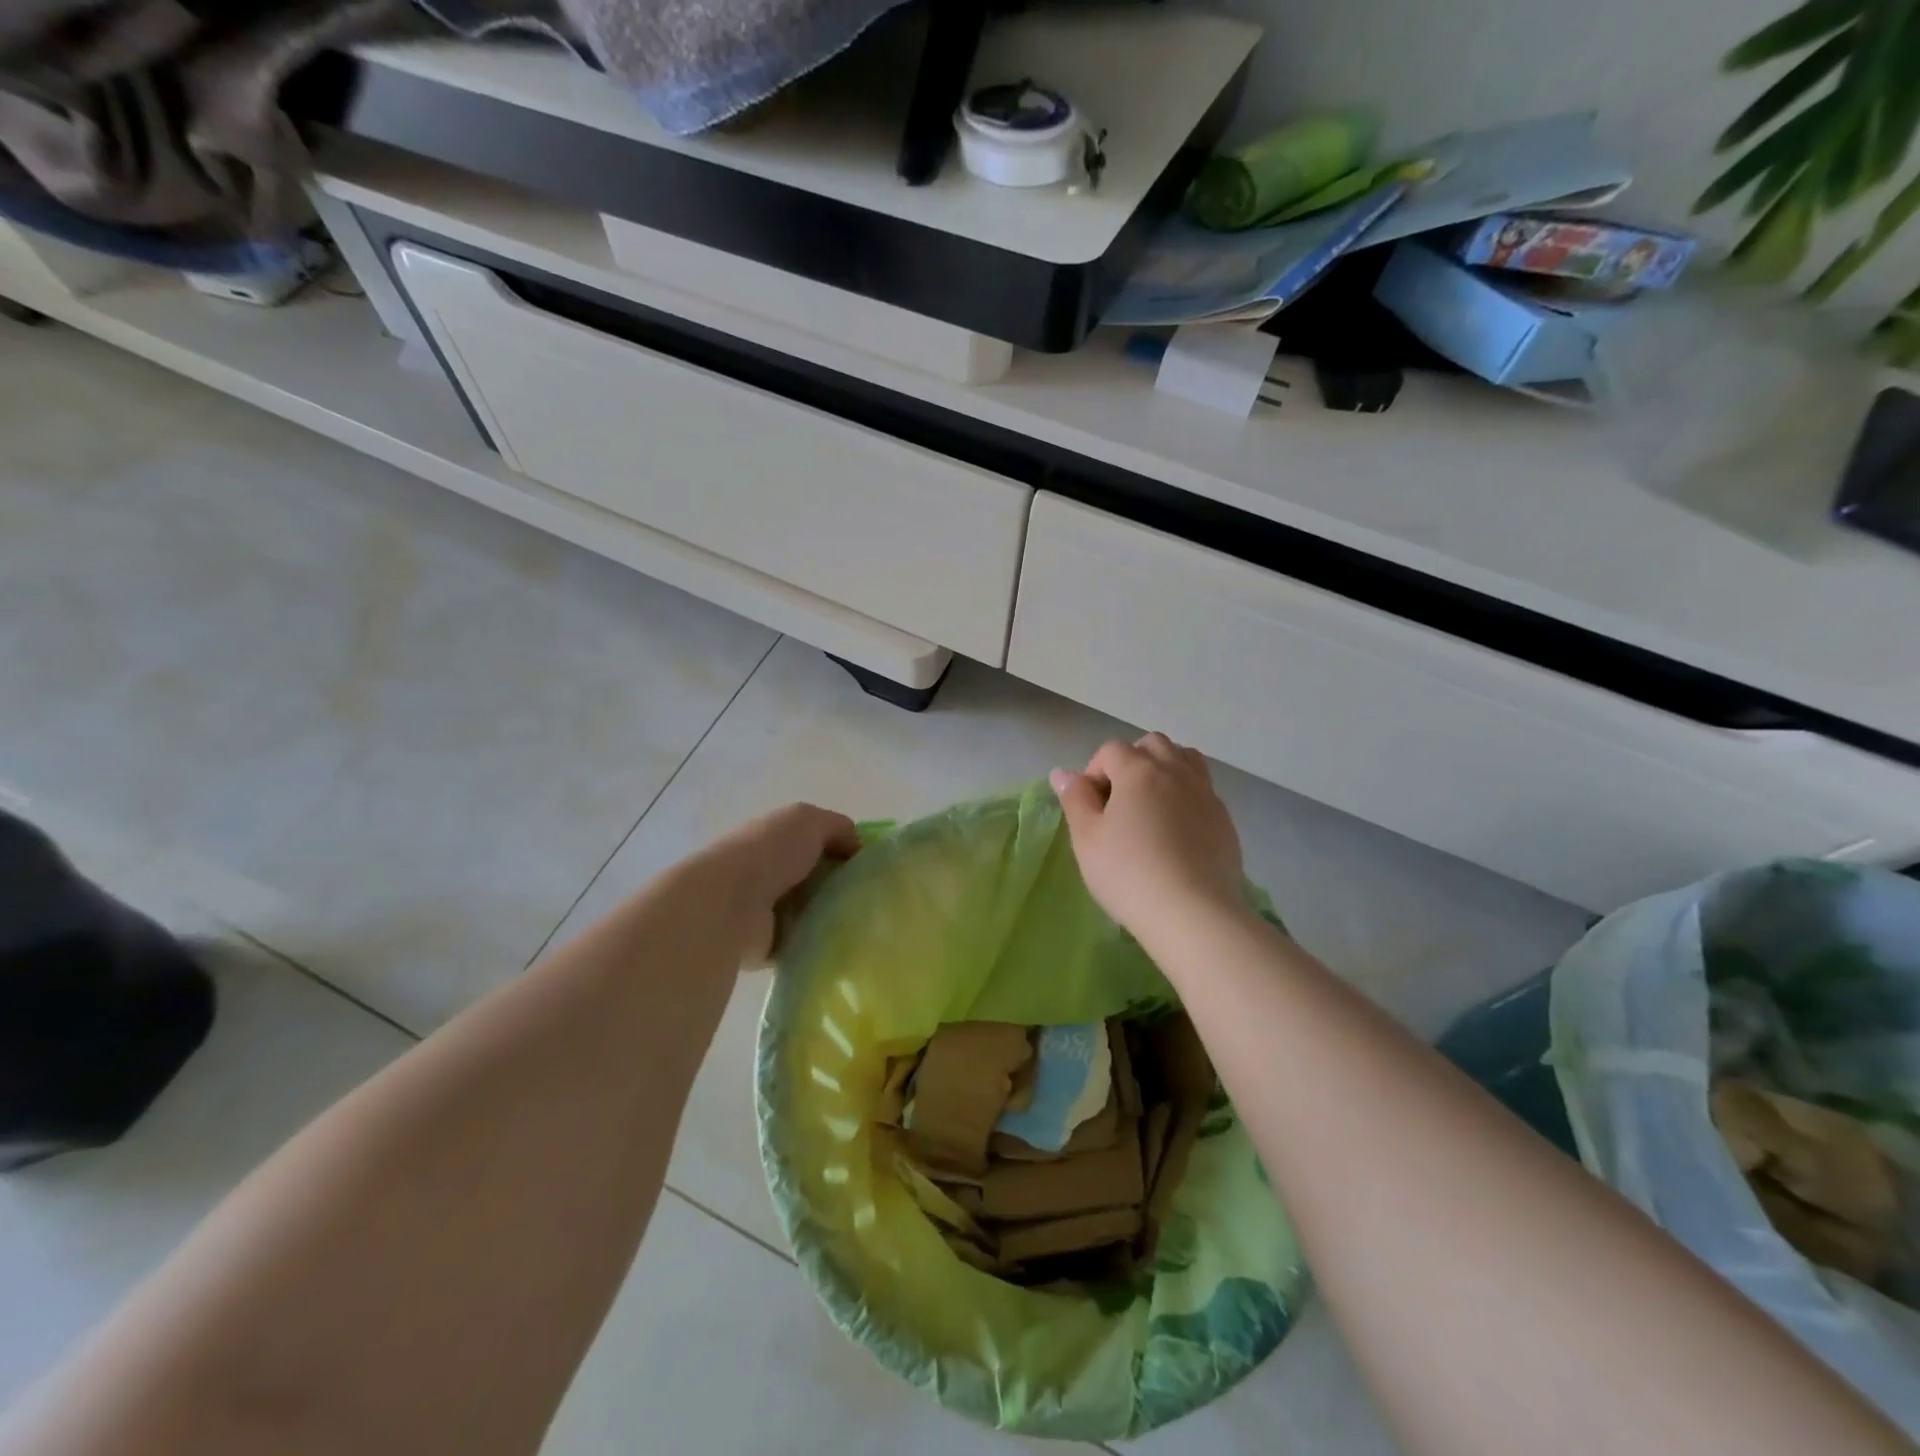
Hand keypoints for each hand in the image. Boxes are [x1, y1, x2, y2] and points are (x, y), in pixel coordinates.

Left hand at [701, 803, 860, 965]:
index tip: (873, 868)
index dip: (846, 852)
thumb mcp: (809, 820)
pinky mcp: (766, 946)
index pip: (818, 843)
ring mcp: (766, 911)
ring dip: (831, 918)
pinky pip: (802, 944)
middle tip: (874, 900)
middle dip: (842, 888)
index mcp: (776, 838)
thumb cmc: (768, 853)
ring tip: (863, 926)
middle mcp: (769, 872)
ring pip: (812, 913)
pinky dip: (817, 946)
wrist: (727, 906)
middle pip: (817, 879)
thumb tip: (858, 847)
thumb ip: (838, 828)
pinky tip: (841, 946)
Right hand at [1050, 734, 1246, 943]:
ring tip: (1151, 807)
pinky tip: (1176, 834)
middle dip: (1132, 761)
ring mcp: (1206, 794)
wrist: (1193, 913)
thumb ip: (1075, 799)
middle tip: (1119, 801)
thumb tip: (1063, 773)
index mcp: (1139, 770)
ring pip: (1186, 760)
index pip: (1111, 750)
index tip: (1090, 807)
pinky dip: (1186, 798)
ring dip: (1165, 770)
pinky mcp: (1225, 820)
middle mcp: (1176, 772)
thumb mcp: (1087, 838)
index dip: (1095, 772)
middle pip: (1153, 745)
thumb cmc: (1128, 873)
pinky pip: (1203, 792)